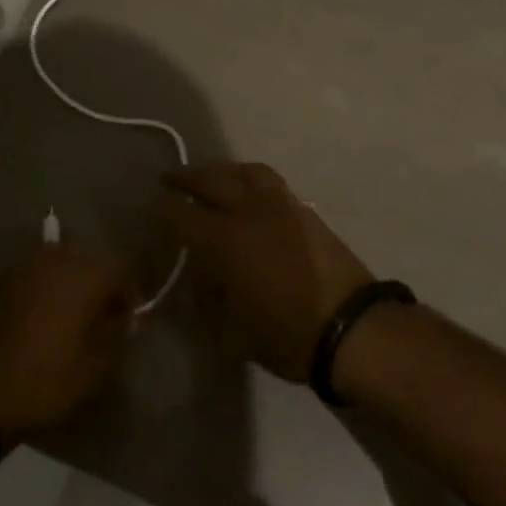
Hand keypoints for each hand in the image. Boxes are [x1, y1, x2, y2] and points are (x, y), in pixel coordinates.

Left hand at [0, 245, 133, 447]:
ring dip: (73, 281)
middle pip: (92, 260)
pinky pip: (38, 272)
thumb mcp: (94, 368)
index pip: (122, 269)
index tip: (128, 318)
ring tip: (72, 313)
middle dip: (101, 283)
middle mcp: (58, 260)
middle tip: (102, 315)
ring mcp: (27, 265)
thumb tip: (125, 317)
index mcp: (85, 277)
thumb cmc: (46, 381)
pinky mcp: (5, 278)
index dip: (130, 292)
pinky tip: (44, 312)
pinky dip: (48, 285)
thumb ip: (117, 334)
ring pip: (63, 261)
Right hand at [162, 162, 373, 382]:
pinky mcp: (303, 209)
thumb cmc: (287, 334)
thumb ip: (207, 301)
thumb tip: (194, 282)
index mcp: (224, 239)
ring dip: (222, 170)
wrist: (352, 327)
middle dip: (187, 177)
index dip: (164, 208)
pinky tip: (248, 190)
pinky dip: (249, 177)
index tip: (153, 205)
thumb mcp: (233, 332)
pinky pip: (269, 180)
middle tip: (171, 178)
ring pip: (244, 171)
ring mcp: (280, 205)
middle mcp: (248, 211)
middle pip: (212, 180)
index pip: (182, 214)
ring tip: (212, 176)